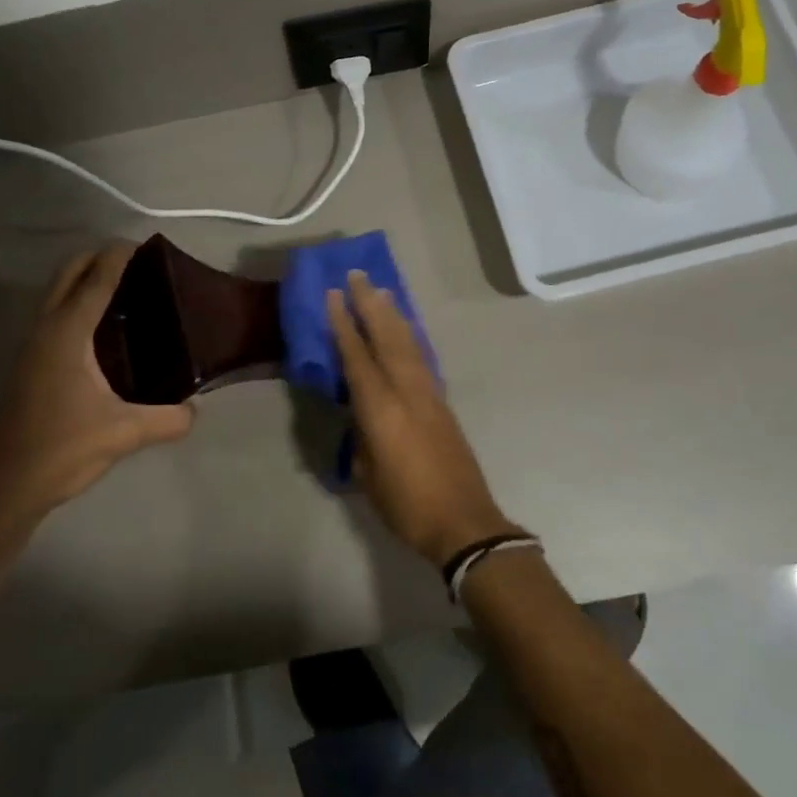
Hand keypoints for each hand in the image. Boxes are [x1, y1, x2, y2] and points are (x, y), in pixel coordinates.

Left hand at [0, 244, 193, 549]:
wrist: (5, 486)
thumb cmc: (62, 449)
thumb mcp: (124, 434)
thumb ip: (168, 419)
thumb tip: (196, 410)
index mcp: (67, 334)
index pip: (96, 279)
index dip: (119, 256)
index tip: (146, 245)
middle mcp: (46, 330)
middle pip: (68, 273)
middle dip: (98, 257)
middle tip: (137, 262)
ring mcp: (32, 346)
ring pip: (57, 293)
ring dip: (84, 278)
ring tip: (125, 288)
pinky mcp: (29, 363)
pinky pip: (54, 314)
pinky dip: (76, 302)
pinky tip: (104, 329)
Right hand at [325, 271, 515, 566]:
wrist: (463, 521)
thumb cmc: (406, 504)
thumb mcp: (368, 474)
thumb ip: (361, 436)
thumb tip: (360, 415)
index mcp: (381, 409)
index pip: (357, 356)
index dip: (343, 324)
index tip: (333, 294)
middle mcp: (406, 391)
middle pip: (386, 337)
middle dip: (370, 304)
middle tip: (358, 275)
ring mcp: (428, 394)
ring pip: (407, 343)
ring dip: (392, 314)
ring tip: (381, 290)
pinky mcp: (442, 403)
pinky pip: (420, 357)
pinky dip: (409, 336)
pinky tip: (405, 329)